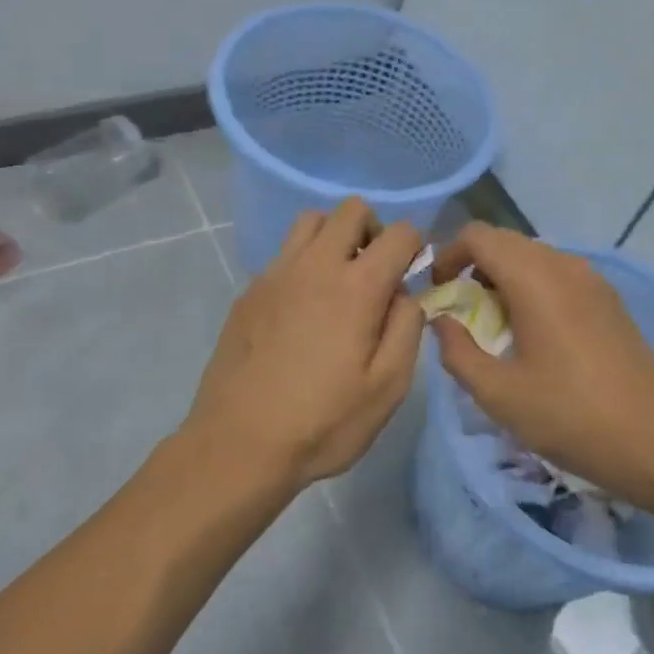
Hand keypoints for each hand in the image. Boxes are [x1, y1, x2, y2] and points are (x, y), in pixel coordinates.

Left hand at [183, 198, 424, 488]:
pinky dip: (303, 263)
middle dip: (374, 230)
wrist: (239, 444)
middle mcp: (315, 265)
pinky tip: (301, 309)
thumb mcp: (388, 388)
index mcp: (357, 287)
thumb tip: (405, 295)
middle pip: (351, 210)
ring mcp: (276, 274)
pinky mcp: (249, 291)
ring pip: (311, 221)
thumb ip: (407, 329)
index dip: (415, 246)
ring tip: (338, 280)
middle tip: (375, 272)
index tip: (411, 276)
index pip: (399, 232)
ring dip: (334, 237)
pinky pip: (283, 254)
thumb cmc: (323, 422)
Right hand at [428, 223, 653, 499]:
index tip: (438, 293)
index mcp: (535, 279)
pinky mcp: (609, 299)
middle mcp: (564, 265)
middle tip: (461, 310)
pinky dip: (532, 287)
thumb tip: (442, 322)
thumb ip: (457, 351)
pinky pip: (558, 274)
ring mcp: (592, 279)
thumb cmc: (571, 416)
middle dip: (474, 266)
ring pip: (533, 257)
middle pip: (506, 242)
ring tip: (494, 324)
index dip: (448, 255)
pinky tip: (533, 333)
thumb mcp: (499, 394)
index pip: (479, 236)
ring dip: (504, 277)